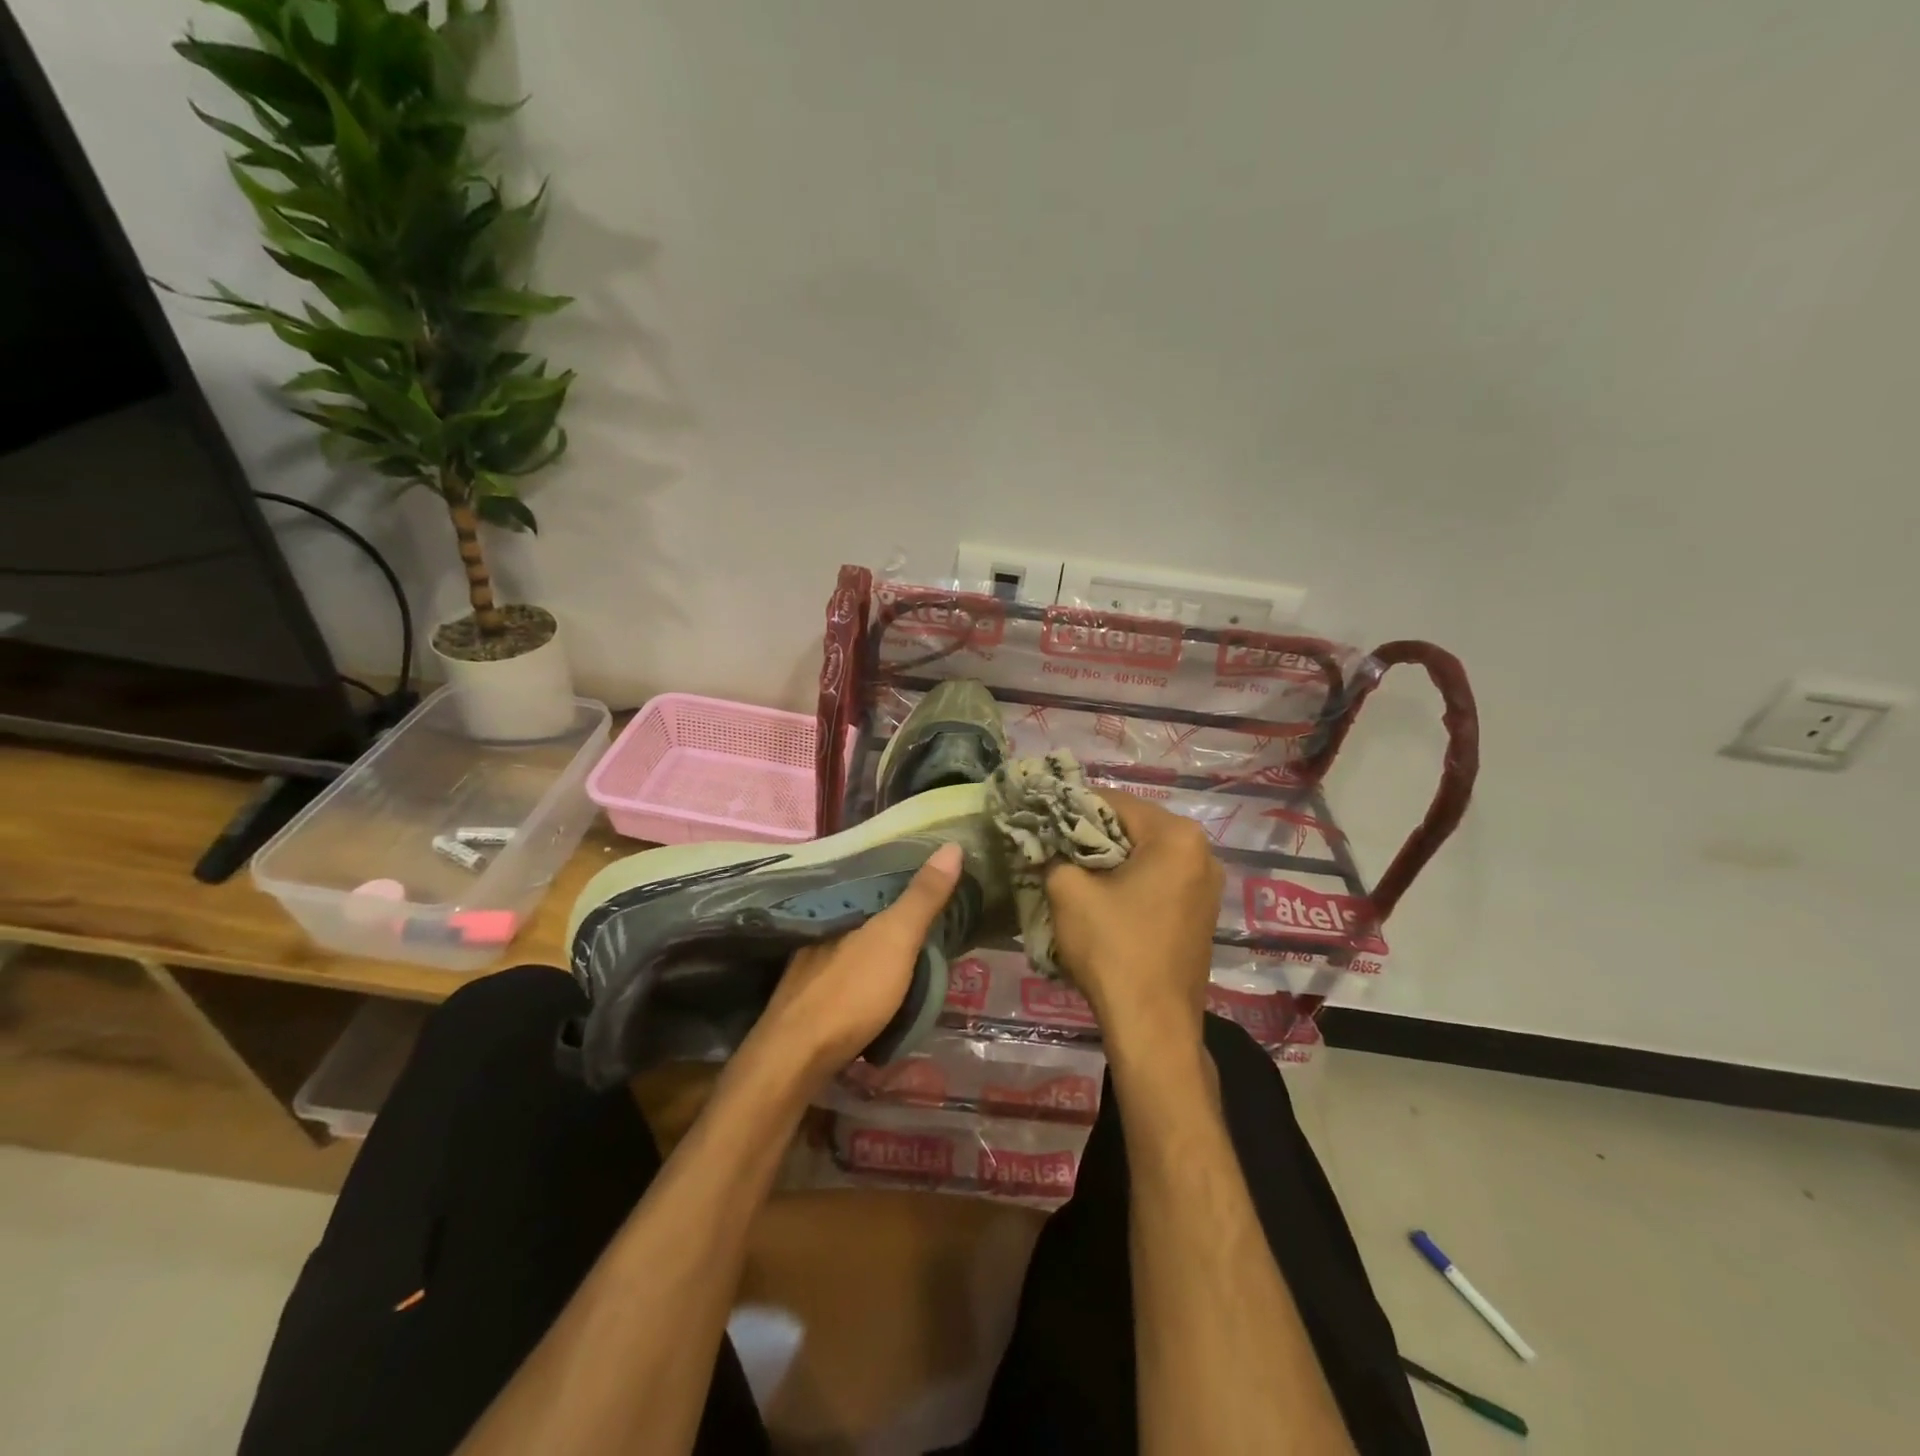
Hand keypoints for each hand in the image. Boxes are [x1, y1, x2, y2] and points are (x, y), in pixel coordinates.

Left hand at [748, 843, 963, 1089]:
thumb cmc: (851, 991)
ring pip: (857, 939)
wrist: (797, 1057)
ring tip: (918, 944)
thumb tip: (952, 845)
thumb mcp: (896, 938)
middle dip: (896, 907)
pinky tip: (884, 978)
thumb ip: (922, 896)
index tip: (939, 874)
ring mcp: (812, 961)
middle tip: (938, 910)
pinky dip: (870, 966)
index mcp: (841, 905)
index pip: (878, 876)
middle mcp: (822, 926)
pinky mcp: (811, 993)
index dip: (908, 874)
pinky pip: (849, 967)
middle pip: (867, 908)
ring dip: (883, 940)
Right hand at [1044, 790, 1222, 1054]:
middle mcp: (1201, 852)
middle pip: (1133, 826)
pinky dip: (1129, 881)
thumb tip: (1043, 841)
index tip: (1042, 820)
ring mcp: (1206, 884)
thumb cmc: (1113, 949)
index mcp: (1176, 837)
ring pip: (1145, 854)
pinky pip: (1158, 879)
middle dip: (1091, 835)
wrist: (1153, 1026)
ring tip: (1072, 873)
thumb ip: (1053, 853)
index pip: (1113, 802)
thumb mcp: (1068, 892)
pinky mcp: (1201, 912)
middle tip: (1053, 848)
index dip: (1072, 807)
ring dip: (1109, 859)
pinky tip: (1102, 898)